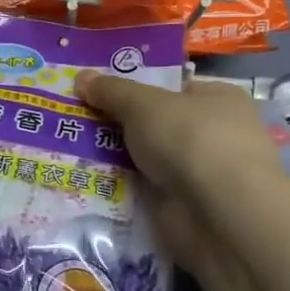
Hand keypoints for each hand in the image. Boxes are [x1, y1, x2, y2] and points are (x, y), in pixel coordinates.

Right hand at [75, 73, 275, 274]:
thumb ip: (112, 90)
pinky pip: (146, 189)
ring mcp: (202, 173)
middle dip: (119, 124)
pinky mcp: (187, 207)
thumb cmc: (190, 139)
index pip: (172, 87)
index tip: (96, 90)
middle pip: (156, 123)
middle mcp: (216, 133)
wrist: (217, 213)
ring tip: (70, 149)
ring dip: (116, 157)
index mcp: (219, 98)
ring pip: (148, 158)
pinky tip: (88, 181)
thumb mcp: (143, 104)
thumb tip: (81, 76)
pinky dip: (123, 187)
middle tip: (74, 118)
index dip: (135, 86)